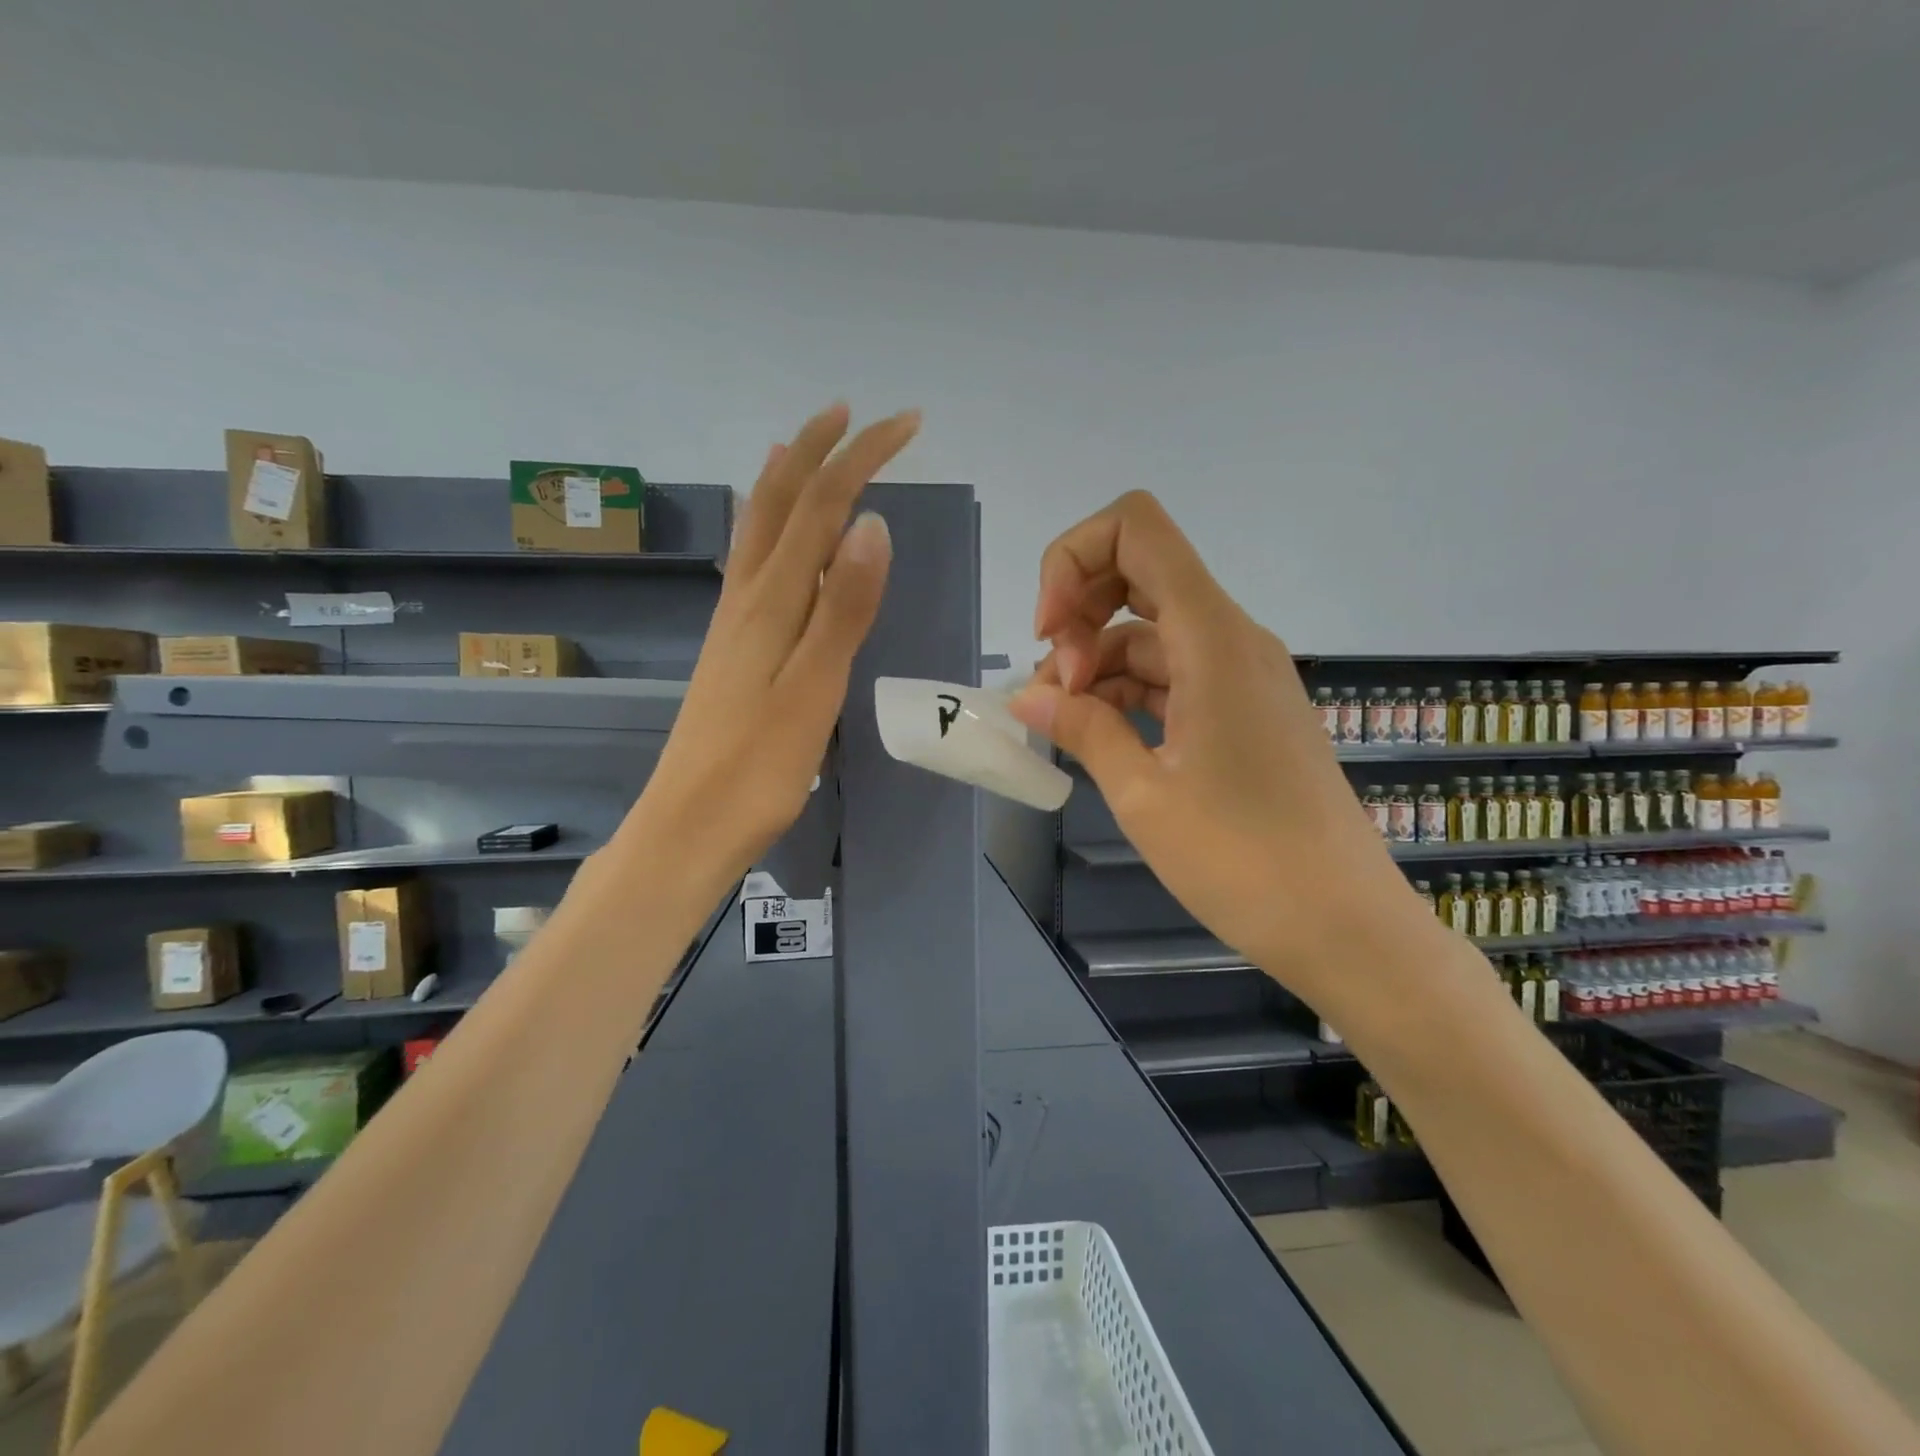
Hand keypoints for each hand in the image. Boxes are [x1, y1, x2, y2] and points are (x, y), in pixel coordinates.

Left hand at [623, 403, 919, 893]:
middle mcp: (746, 597)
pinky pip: (751, 563)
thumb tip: (870, 523)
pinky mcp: (731, 648)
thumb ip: (841, 608)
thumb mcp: (812, 688)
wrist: (689, 824)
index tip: (907, 424)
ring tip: (808, 446)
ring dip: (787, 478)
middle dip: (820, 451)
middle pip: (779, 501)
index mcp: (770, 602)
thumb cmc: (758, 768)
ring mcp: (732, 621)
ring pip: (758, 527)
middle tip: (858, 415)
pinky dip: (769, 526)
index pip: (820, 506)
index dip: (861, 457)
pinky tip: (774, 536)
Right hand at [1008, 492, 1431, 1004]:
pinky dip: (1128, 691)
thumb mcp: (1142, 793)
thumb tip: (1026, 695)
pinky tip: (1098, 733)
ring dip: (1098, 662)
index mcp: (1212, 637)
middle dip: (1079, 613)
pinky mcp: (1244, 710)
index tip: (1048, 635)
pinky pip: (1173, 674)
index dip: (1073, 561)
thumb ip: (1082, 728)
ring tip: (1064, 724)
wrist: (1342, 925)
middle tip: (1053, 690)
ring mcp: (1242, 674)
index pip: (1136, 529)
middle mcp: (1232, 637)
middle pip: (1139, 573)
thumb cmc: (1241, 860)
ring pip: (1151, 632)